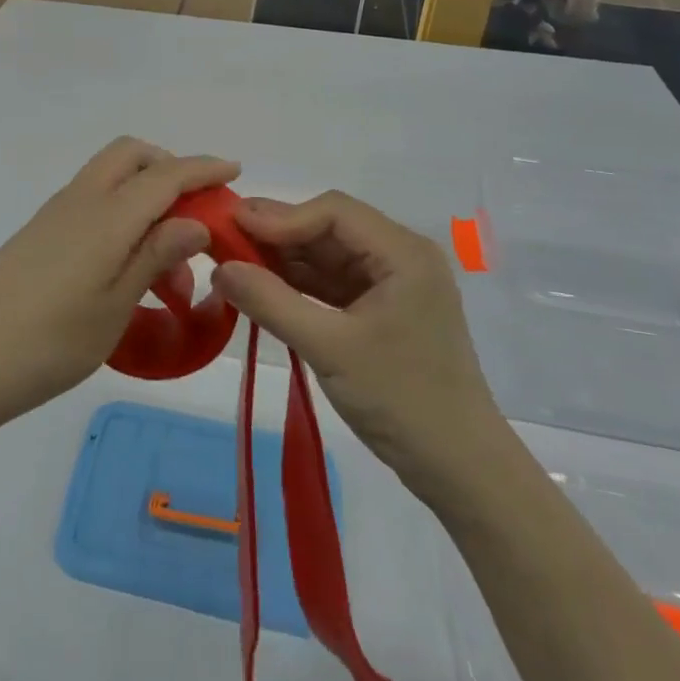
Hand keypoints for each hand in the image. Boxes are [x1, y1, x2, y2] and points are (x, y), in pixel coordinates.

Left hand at [0, 138, 238, 436]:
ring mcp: (54, 216)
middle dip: (168, 167)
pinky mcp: (38, 235)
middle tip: (195, 211)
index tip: (234, 170)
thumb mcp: (115, 305)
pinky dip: (120, 215)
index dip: (203, 169)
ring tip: (168, 268)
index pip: (165, 175)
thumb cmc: (49, 342)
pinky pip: (91, 204)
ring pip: (110, 179)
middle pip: (130, 155)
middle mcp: (80, 201)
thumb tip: (198, 220)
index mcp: (107, 215)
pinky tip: (126, 268)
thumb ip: (156, 255)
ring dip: (145, 198)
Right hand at [213, 191, 502, 487]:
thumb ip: (271, 302)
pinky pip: (334, 284)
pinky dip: (299, 285)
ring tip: (234, 260)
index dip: (281, 216)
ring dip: (285, 259)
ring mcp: (393, 285)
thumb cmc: (401, 399)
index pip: (333, 212)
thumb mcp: (329, 348)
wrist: (460, 469)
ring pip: (329, 256)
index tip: (232, 226)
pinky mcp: (383, 311)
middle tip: (224, 237)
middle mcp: (401, 257)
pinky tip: (264, 287)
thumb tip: (219, 268)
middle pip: (330, 229)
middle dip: (278, 234)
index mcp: (403, 253)